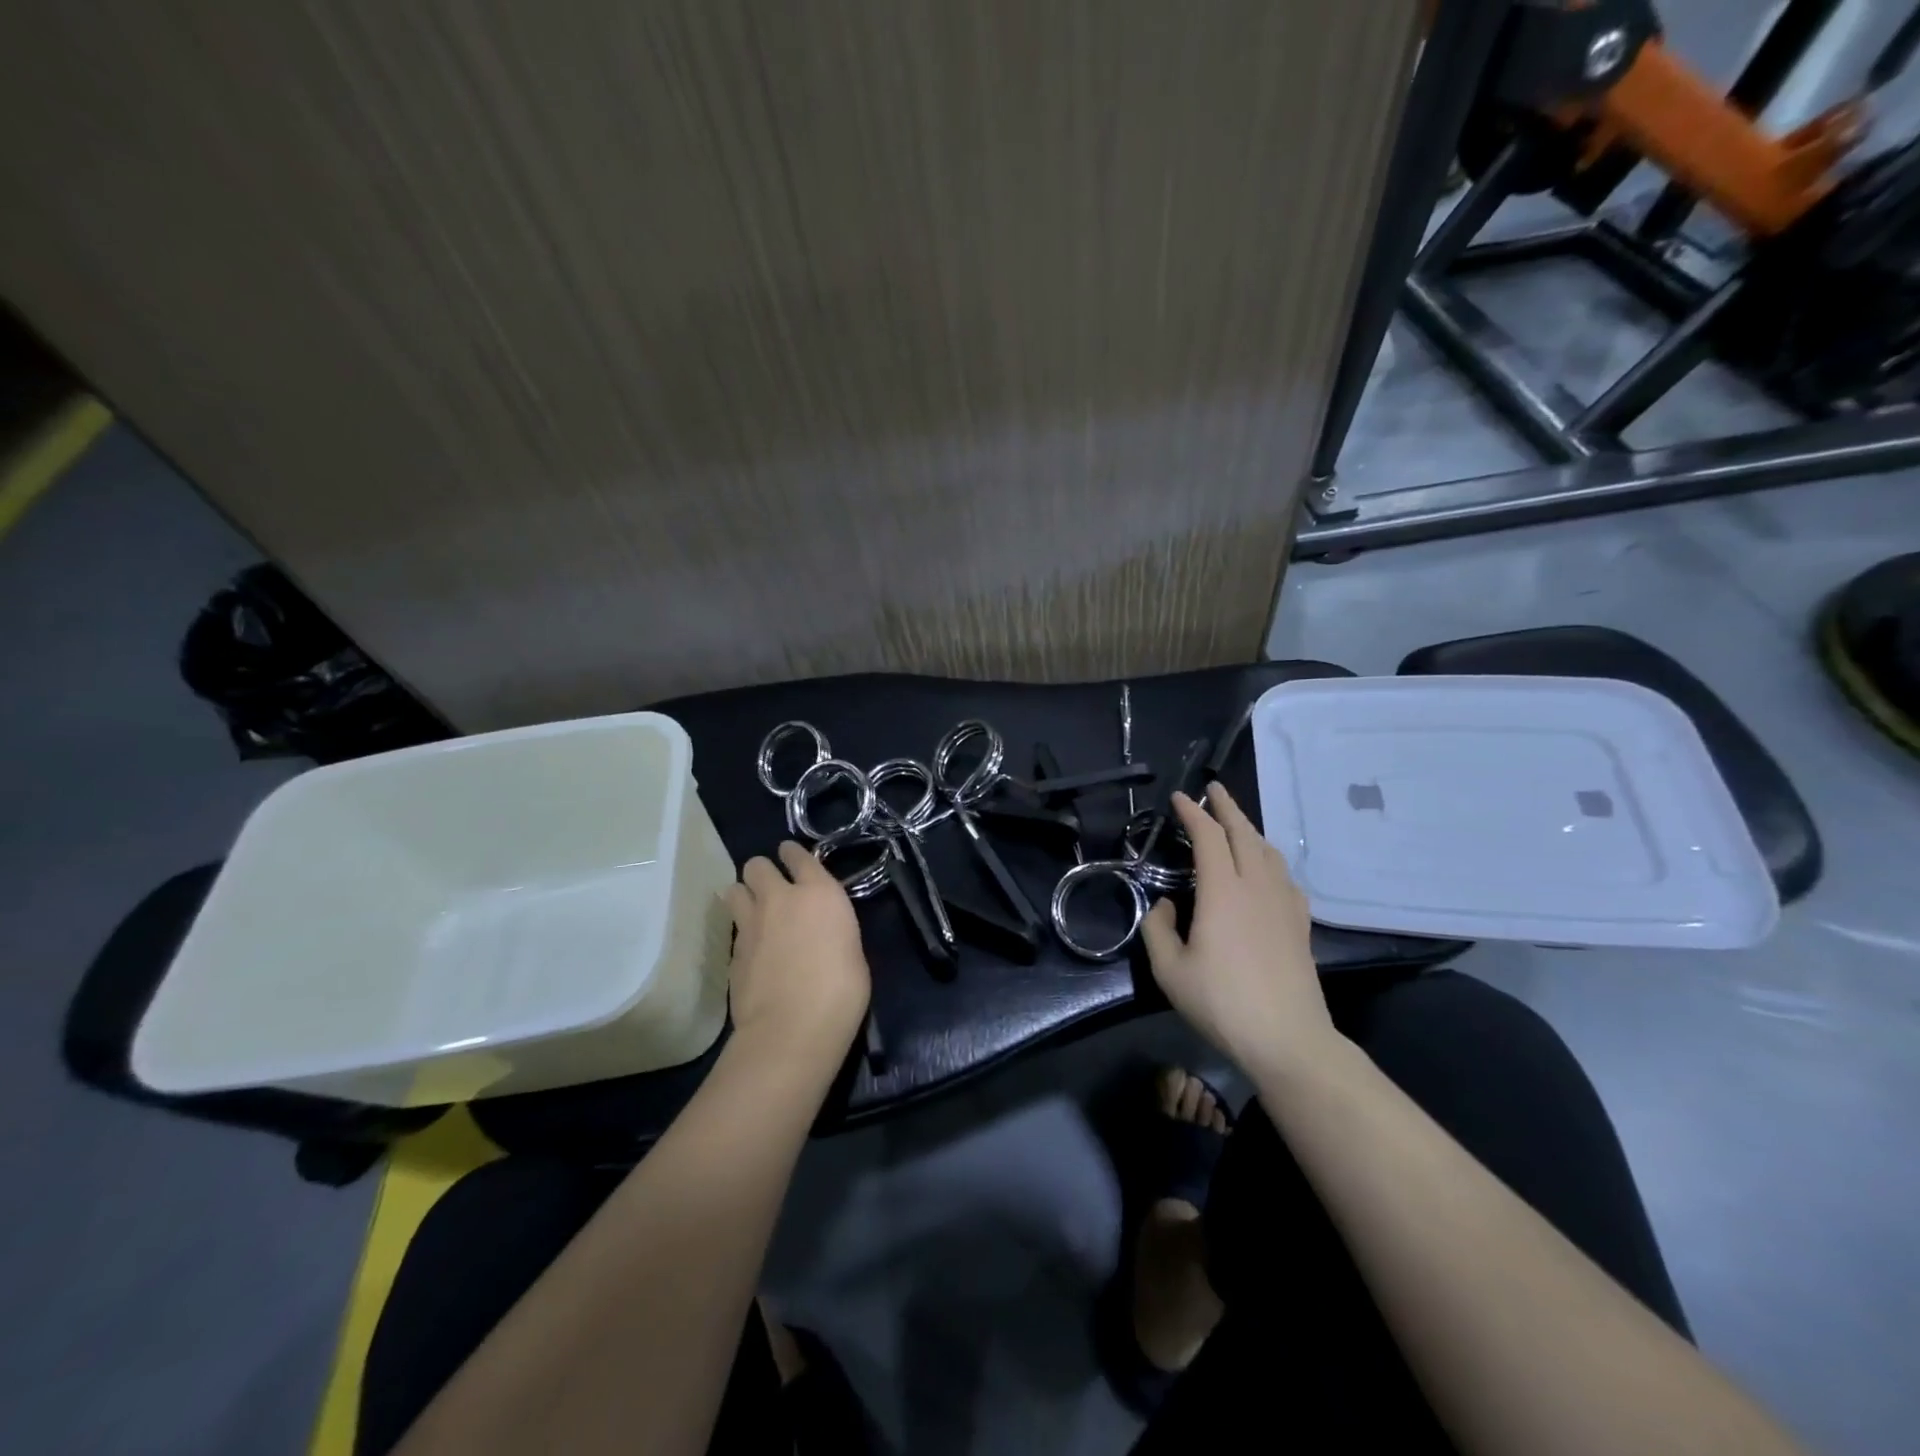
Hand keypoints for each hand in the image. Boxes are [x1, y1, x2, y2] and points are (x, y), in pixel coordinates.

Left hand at [726, 842, 871, 1071]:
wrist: (792, 1029)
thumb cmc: (840, 991)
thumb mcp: (851, 950)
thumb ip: (832, 929)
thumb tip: (821, 933)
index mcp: (819, 893)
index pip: (799, 855)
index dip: (793, 854)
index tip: (792, 858)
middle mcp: (780, 898)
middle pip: (756, 865)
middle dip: (762, 873)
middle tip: (772, 889)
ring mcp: (750, 924)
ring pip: (734, 889)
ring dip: (743, 895)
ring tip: (753, 912)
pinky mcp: (732, 952)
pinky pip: (734, 930)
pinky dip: (742, 933)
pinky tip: (753, 951)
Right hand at [1140, 784, 1338, 1081]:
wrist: (1288, 1039)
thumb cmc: (1222, 1003)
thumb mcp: (1170, 970)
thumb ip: (1158, 930)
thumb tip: (1167, 906)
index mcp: (1222, 891)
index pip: (1209, 836)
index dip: (1193, 812)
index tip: (1179, 797)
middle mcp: (1256, 886)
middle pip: (1244, 833)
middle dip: (1227, 807)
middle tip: (1213, 789)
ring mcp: (1283, 903)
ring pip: (1268, 851)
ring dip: (1250, 829)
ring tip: (1236, 824)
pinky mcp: (1300, 923)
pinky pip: (1284, 876)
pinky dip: (1269, 859)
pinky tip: (1266, 870)